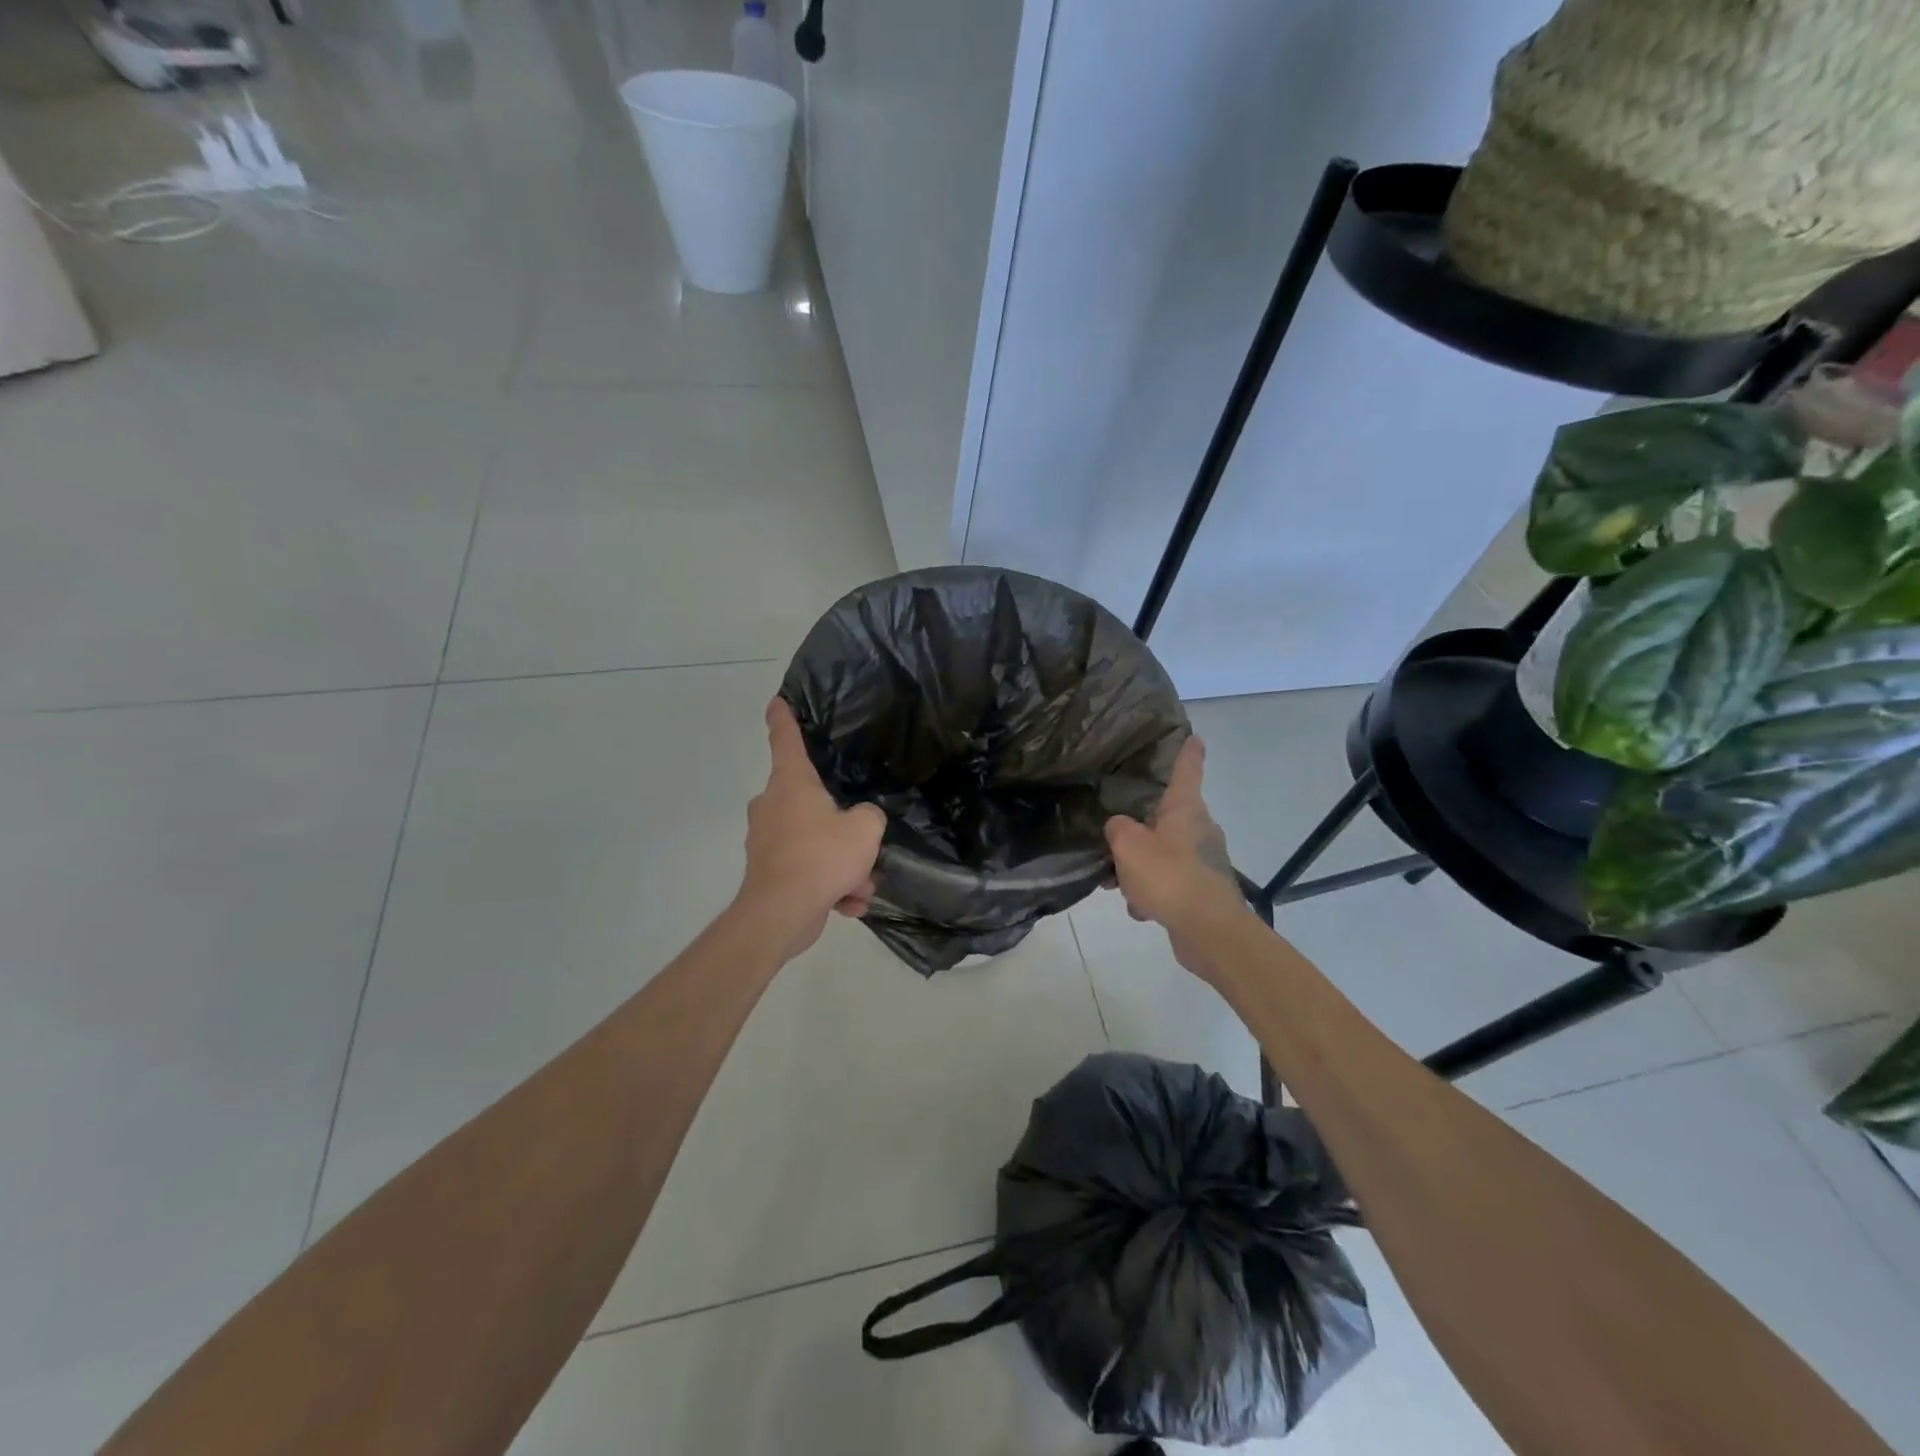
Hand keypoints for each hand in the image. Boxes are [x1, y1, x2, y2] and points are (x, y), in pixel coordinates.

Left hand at [738, 698, 886, 958]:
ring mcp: (767, 840)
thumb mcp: (865, 829)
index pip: (786, 740)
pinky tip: (846, 904)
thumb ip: (870, 816)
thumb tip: (861, 821)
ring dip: (841, 864)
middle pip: (810, 800)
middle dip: (840, 825)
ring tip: (859, 886)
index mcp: (791, 784)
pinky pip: (807, 871)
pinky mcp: (768, 872)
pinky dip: (828, 886)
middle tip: (862, 843)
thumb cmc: (822, 855)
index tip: (777, 701)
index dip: (784, 718)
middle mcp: (773, 806)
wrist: (782, 912)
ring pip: (814, 842)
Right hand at [1104, 737, 1243, 937]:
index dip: (1188, 752)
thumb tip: (1119, 826)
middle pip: (1167, 816)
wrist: (1210, 931)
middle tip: (1114, 836)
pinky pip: (1170, 881)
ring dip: (1141, 866)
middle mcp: (1199, 829)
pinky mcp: (1202, 889)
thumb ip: (1117, 828)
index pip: (1187, 770)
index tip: (1195, 736)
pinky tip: (1139, 908)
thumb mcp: (1129, 846)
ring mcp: (1204, 860)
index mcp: (1185, 809)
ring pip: (1164, 852)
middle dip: (1141, 827)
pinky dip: (1153, 891)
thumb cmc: (1170, 877)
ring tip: (1118, 883)